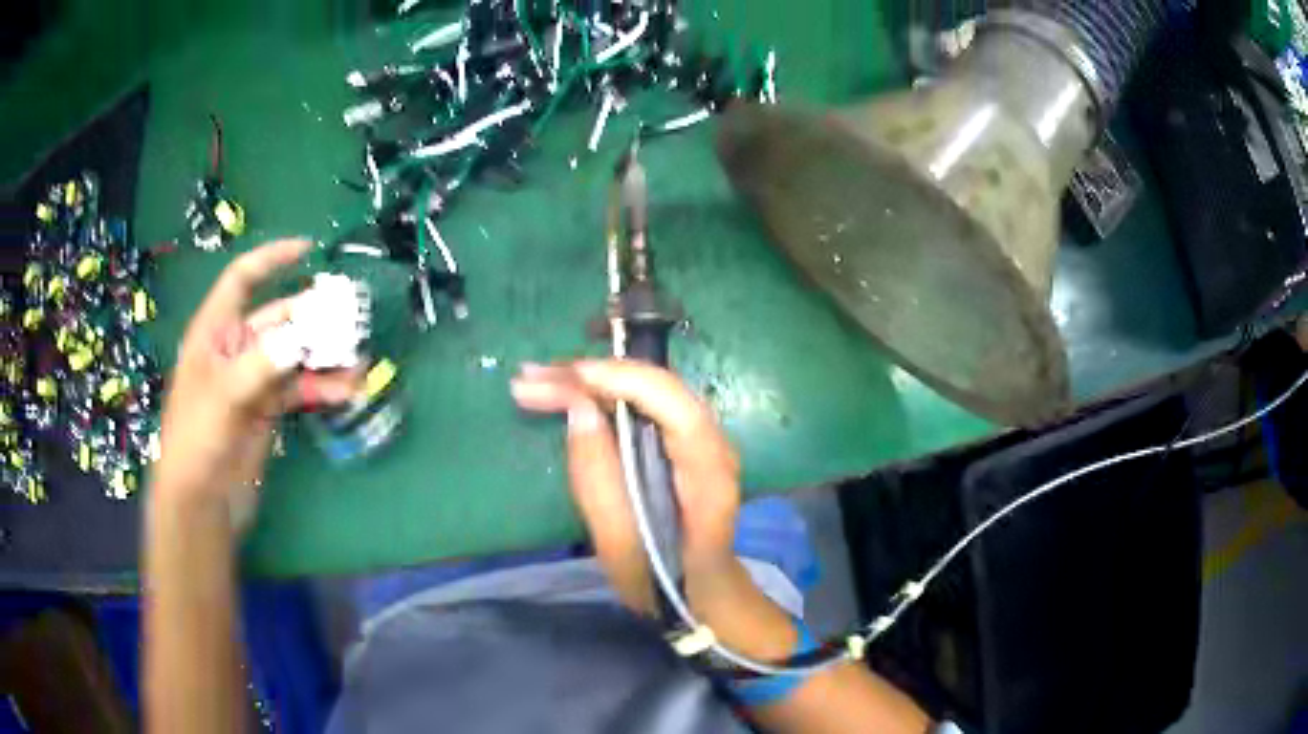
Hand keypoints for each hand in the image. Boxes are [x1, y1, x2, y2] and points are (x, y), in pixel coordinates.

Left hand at [152, 240, 357, 527]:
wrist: (202, 502)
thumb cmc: (197, 442)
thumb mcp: (222, 399)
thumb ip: (259, 366)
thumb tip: (300, 339)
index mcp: (215, 333)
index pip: (242, 280)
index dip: (272, 260)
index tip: (308, 249)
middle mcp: (236, 349)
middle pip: (279, 318)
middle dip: (313, 317)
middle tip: (350, 319)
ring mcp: (254, 380)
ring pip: (295, 354)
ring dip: (324, 354)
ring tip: (358, 359)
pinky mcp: (268, 409)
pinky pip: (300, 387)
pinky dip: (323, 386)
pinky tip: (347, 390)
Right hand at [511, 359, 741, 612]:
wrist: (704, 595)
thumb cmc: (664, 580)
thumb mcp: (621, 546)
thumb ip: (598, 479)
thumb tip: (578, 409)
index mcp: (708, 472)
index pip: (669, 403)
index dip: (616, 380)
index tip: (560, 378)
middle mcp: (715, 444)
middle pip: (658, 387)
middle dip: (594, 373)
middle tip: (533, 377)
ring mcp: (704, 440)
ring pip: (650, 389)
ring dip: (596, 379)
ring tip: (540, 381)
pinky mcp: (686, 444)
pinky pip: (646, 404)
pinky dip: (606, 393)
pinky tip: (570, 394)